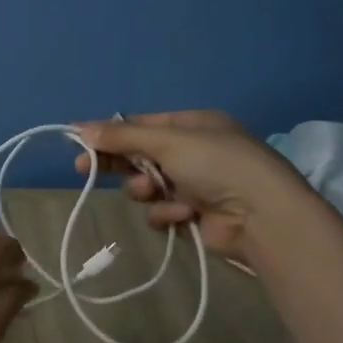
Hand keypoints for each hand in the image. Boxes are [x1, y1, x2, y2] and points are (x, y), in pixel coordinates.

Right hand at [72, 110, 306, 258]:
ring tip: (153, 191)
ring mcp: (195, 186)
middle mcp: (194, 153)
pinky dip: (167, 213)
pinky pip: (162, 212)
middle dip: (119, 163)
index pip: (142, 125)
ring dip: (146, 189)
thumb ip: (122, 137)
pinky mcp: (194, 217)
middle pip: (140, 155)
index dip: (111, 133)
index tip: (80, 142)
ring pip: (147, 186)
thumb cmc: (217, 165)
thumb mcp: (167, 141)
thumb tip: (79, 128)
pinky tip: (182, 214)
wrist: (263, 217)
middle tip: (84, 169)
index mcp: (194, 126)